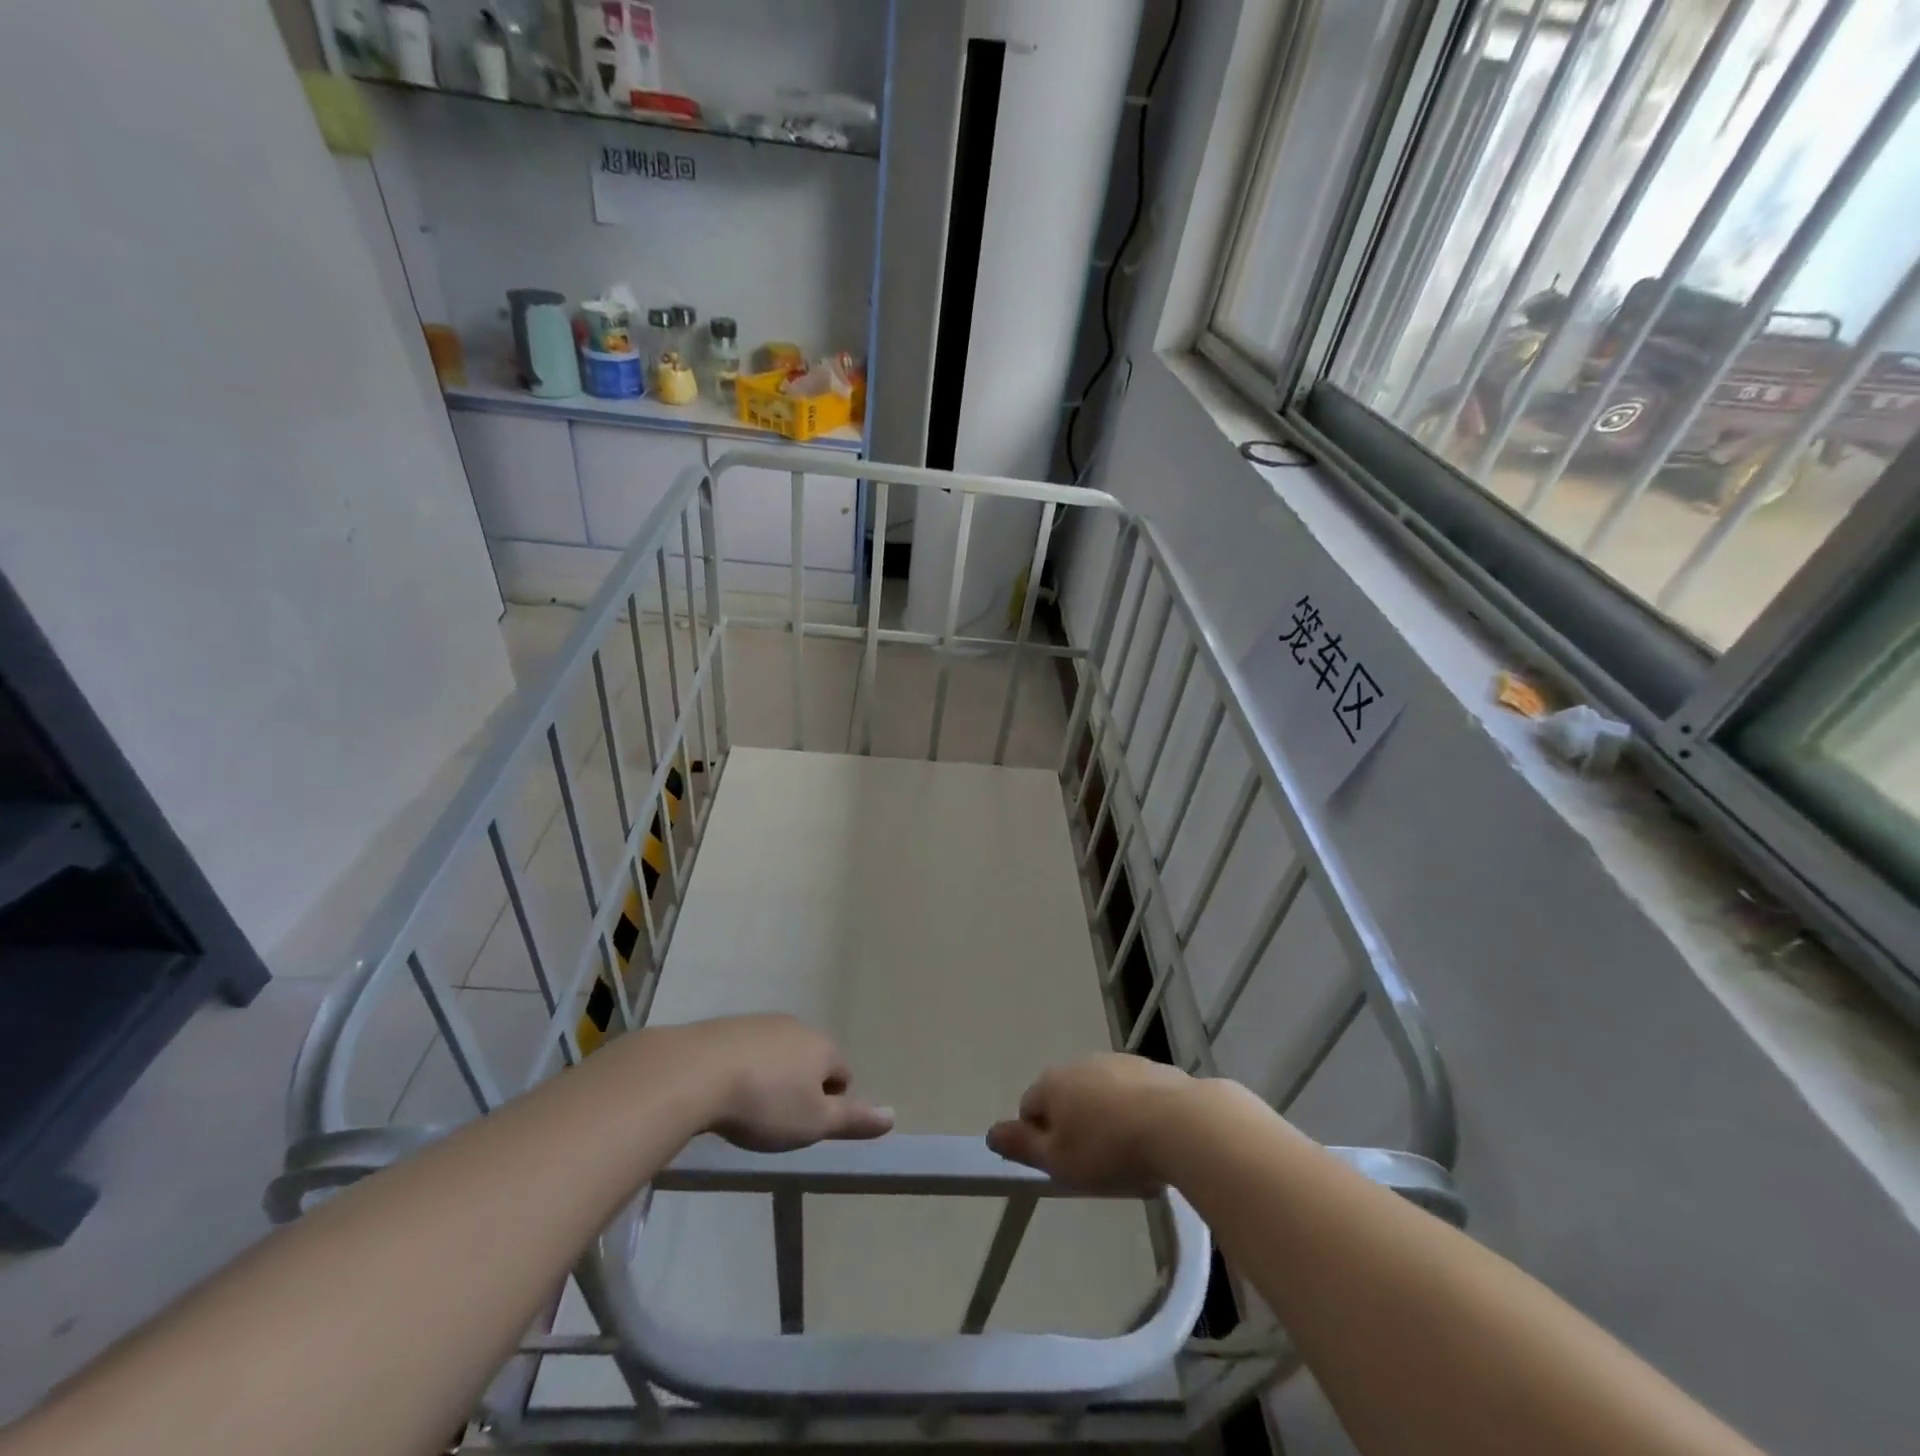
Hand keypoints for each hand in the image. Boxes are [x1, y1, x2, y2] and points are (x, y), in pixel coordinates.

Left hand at [675, 1015, 893, 1152]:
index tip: (807, 1126)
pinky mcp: (728, 1026)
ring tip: (750, 1107)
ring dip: (773, 1075)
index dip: (831, 1102)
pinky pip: (748, 1049)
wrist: (697, 1072)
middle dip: (801, 1086)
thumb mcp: (814, 1123)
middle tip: (779, 1119)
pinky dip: (744, 1067)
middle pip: (811, 1059)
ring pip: (779, 1052)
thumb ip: (853, 1119)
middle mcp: (798, 1027)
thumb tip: (892, 1116)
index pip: (843, 1073)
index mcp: (823, 1047)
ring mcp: (762, 1022)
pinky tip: (725, 1090)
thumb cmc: (765, 1103)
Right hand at [986, 1053, 1196, 1192]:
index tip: (1062, 1165)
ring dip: (1105, 1118)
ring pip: (1100, 1093)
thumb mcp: (1058, 1161)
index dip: (1040, 1139)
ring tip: (1127, 1155)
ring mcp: (1118, 1062)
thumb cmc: (1109, 1148)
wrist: (1180, 1124)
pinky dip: (1135, 1112)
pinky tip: (1152, 1139)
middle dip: (1074, 1126)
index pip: (1029, 1108)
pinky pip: (1132, 1093)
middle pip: (1066, 1097)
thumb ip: (1022, 1146)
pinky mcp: (1152, 1068)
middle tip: (1094, 1163)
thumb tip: (990, 1133)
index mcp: (1053, 1082)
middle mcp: (1081, 1063)